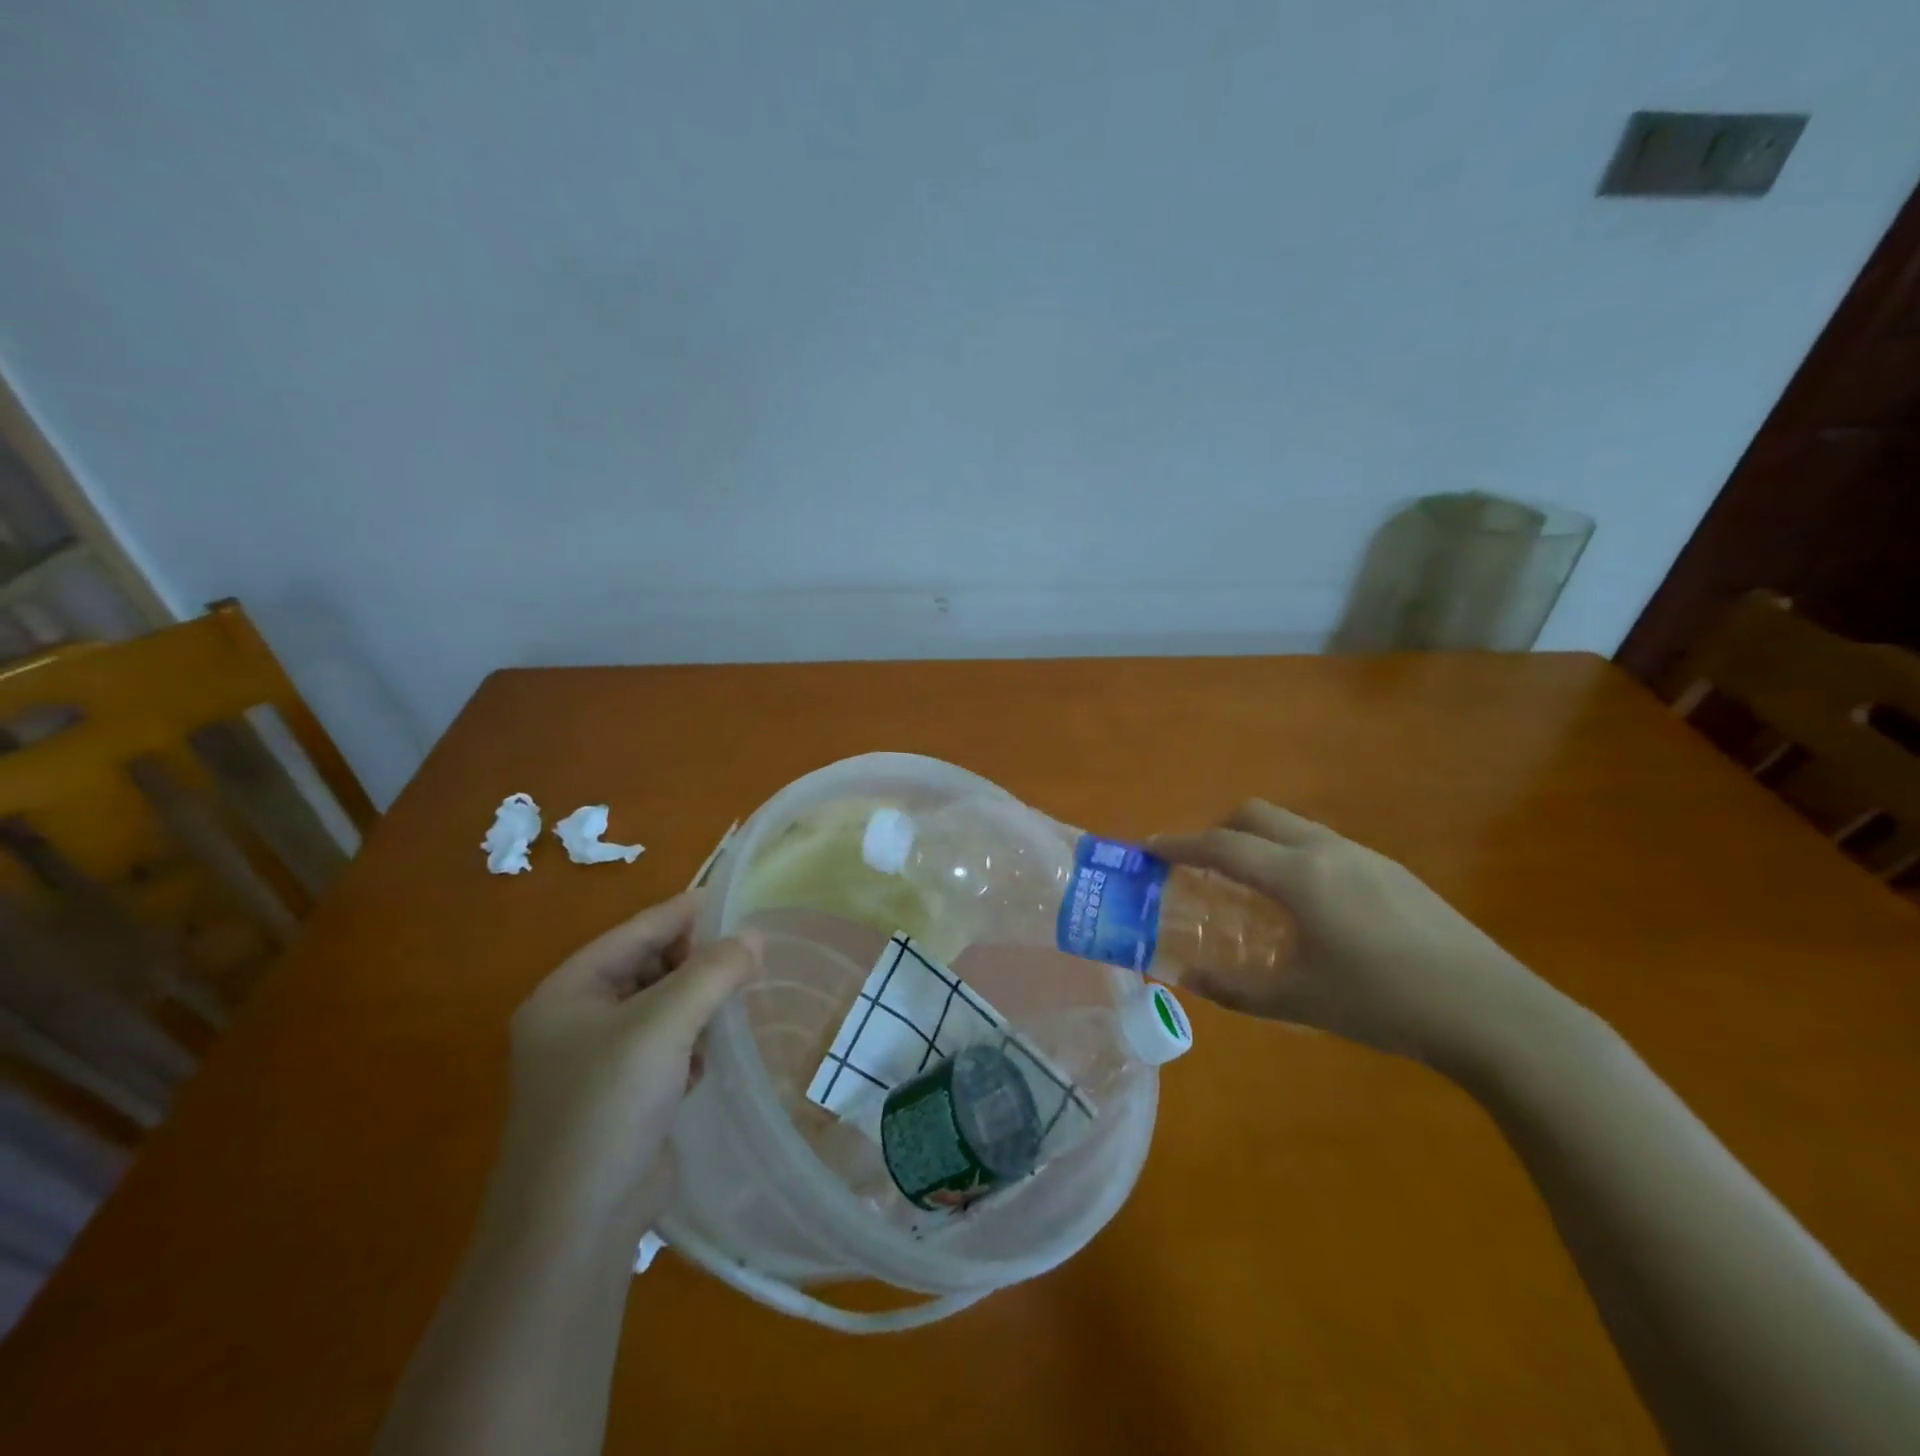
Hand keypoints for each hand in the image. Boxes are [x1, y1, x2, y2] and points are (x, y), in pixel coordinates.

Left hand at [491, 891, 760, 1239]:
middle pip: (647, 967)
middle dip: (696, 961)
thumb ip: (712, 973)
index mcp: (568, 992)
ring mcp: (597, 1062)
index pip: (635, 932)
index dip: (685, 913)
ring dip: (698, 1002)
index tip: (736, 900)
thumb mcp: (662, 1025)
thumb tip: (755, 936)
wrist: (574, 1229)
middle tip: (747, 956)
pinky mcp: (622, 1097)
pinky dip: (692, 1040)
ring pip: (661, 1007)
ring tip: (738, 999)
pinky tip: (713, 1053)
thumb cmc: (608, 1107)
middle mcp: (576, 1020)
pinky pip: (665, 1046)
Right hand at [1152, 801, 1557, 1068]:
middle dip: (1218, 831)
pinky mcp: (1392, 872)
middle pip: (1256, 815)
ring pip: (1293, 828)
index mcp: (1299, 877)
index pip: (1222, 846)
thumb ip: (1236, 990)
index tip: (1149, 849)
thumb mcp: (1300, 1001)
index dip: (1179, 845)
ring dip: (1258, 843)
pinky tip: (1307, 908)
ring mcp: (1365, 856)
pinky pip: (1323, 846)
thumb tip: (1188, 980)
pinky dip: (1292, 858)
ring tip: (1249, 889)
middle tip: (1200, 867)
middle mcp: (1327, 851)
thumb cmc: (1385, 1004)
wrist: (1493, 1013)